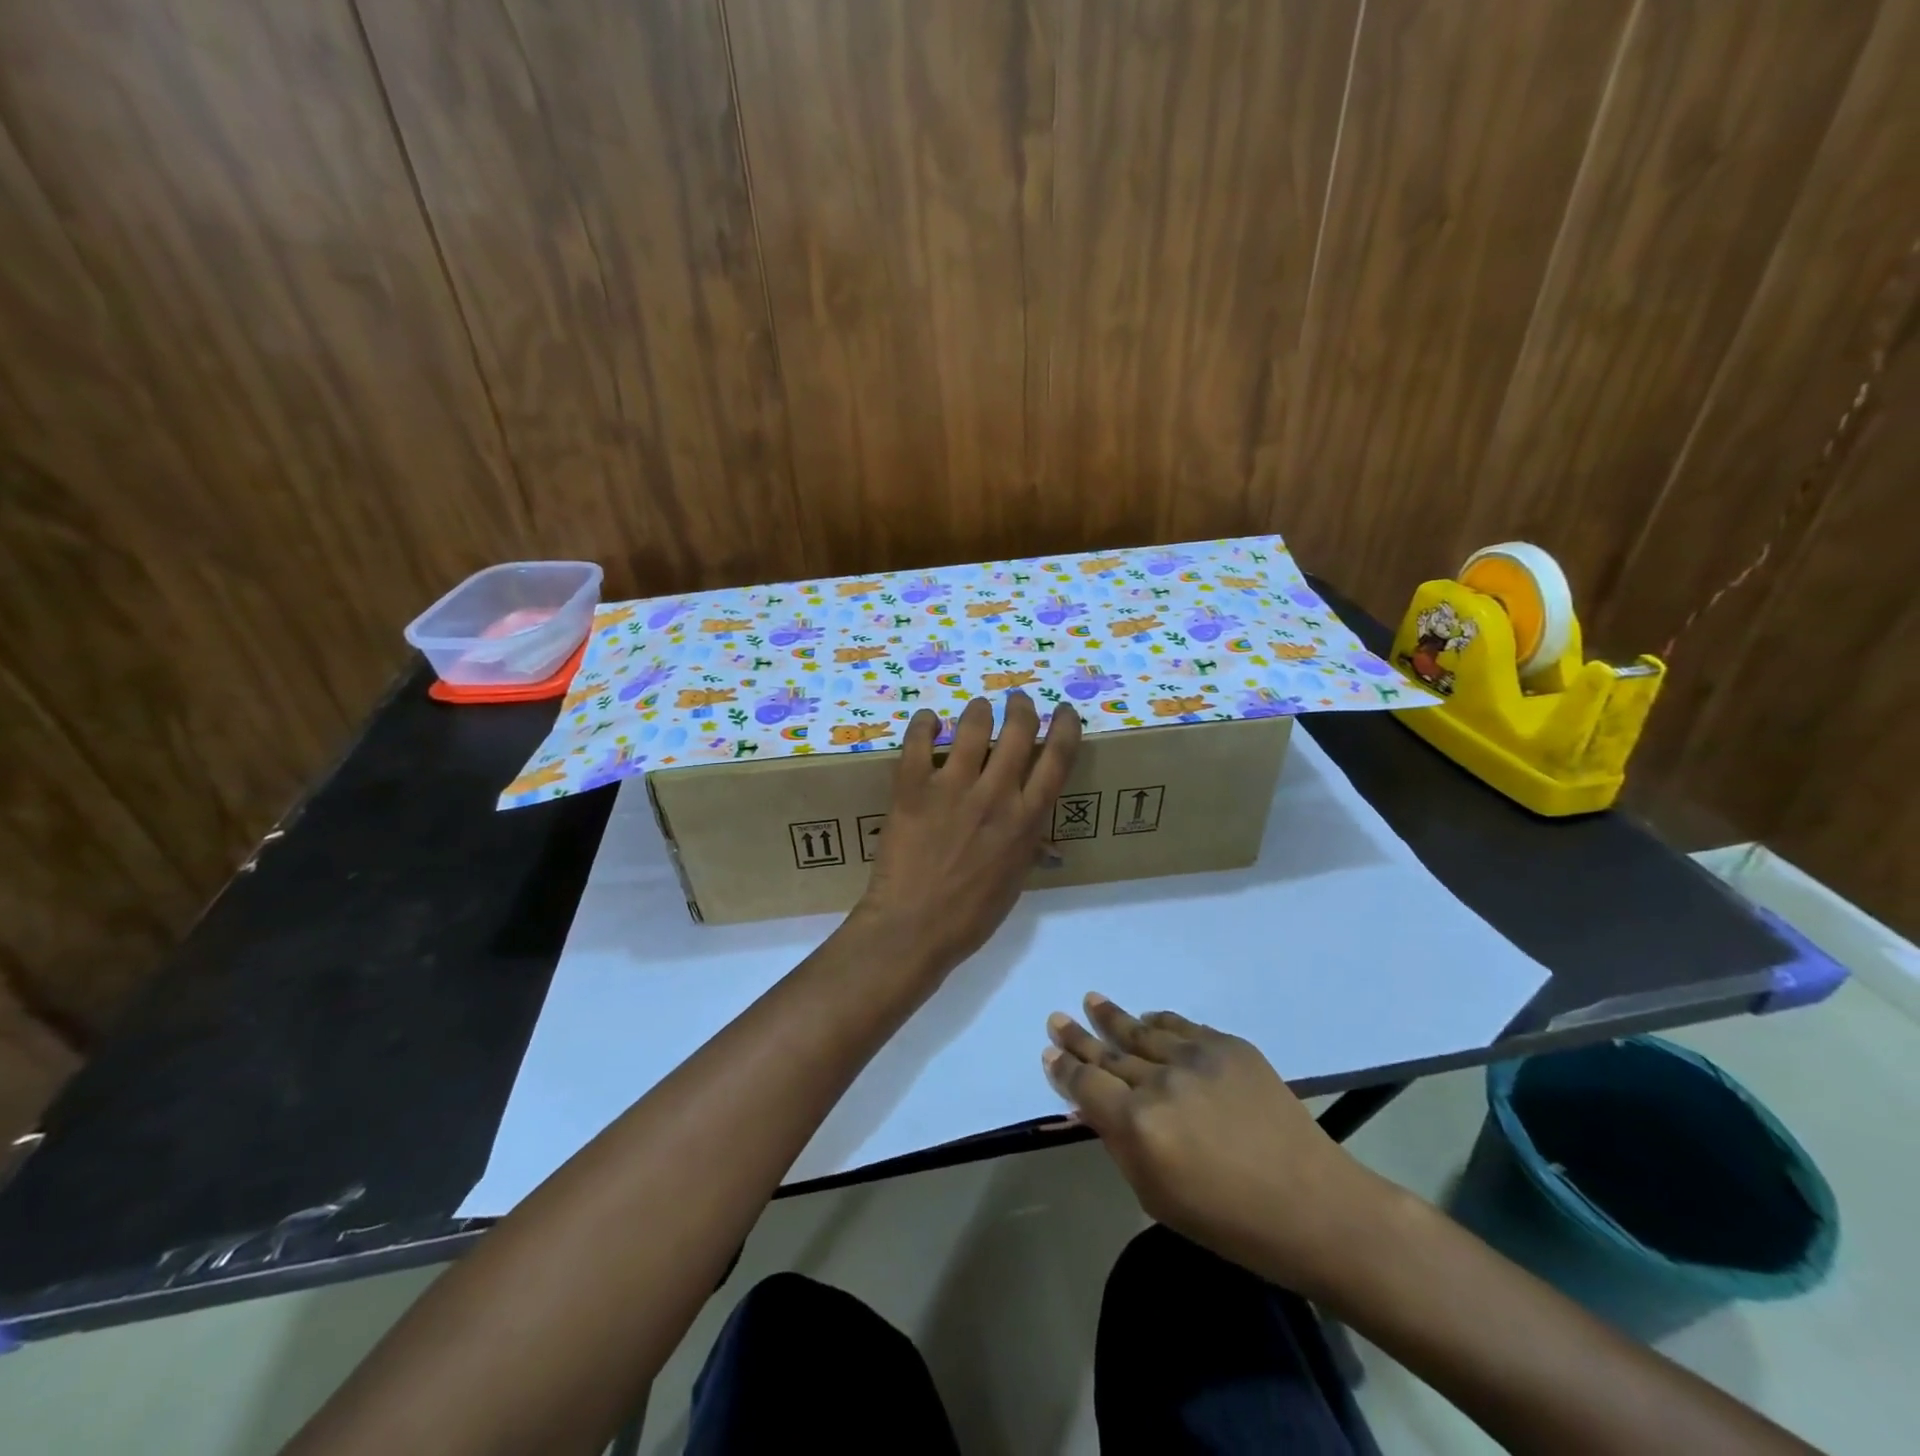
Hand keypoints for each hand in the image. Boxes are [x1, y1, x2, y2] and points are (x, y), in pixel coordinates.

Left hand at [854, 693, 1081, 979]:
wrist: (913, 928)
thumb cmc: (970, 916)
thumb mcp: (1014, 882)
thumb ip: (1027, 848)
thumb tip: (1040, 840)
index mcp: (1026, 820)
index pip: (1057, 758)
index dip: (1064, 726)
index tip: (1062, 711)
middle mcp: (995, 794)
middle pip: (1017, 730)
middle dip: (1022, 707)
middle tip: (1018, 701)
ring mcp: (952, 787)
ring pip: (973, 726)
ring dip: (979, 710)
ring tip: (977, 709)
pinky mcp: (912, 788)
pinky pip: (917, 741)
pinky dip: (924, 723)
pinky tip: (928, 719)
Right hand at [1042, 994, 1396, 1297]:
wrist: (1313, 1206)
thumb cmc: (1228, 1221)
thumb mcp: (1156, 1196)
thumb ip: (1120, 1144)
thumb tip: (1093, 1106)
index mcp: (1138, 1126)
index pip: (1085, 1084)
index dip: (1064, 1068)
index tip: (1049, 1053)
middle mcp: (1160, 1082)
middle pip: (1108, 1052)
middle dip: (1079, 1037)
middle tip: (1057, 1018)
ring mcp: (1197, 1057)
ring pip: (1142, 1031)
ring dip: (1113, 1018)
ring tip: (1093, 1001)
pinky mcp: (1229, 1046)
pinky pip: (1183, 1026)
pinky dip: (1161, 1022)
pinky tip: (1147, 1017)